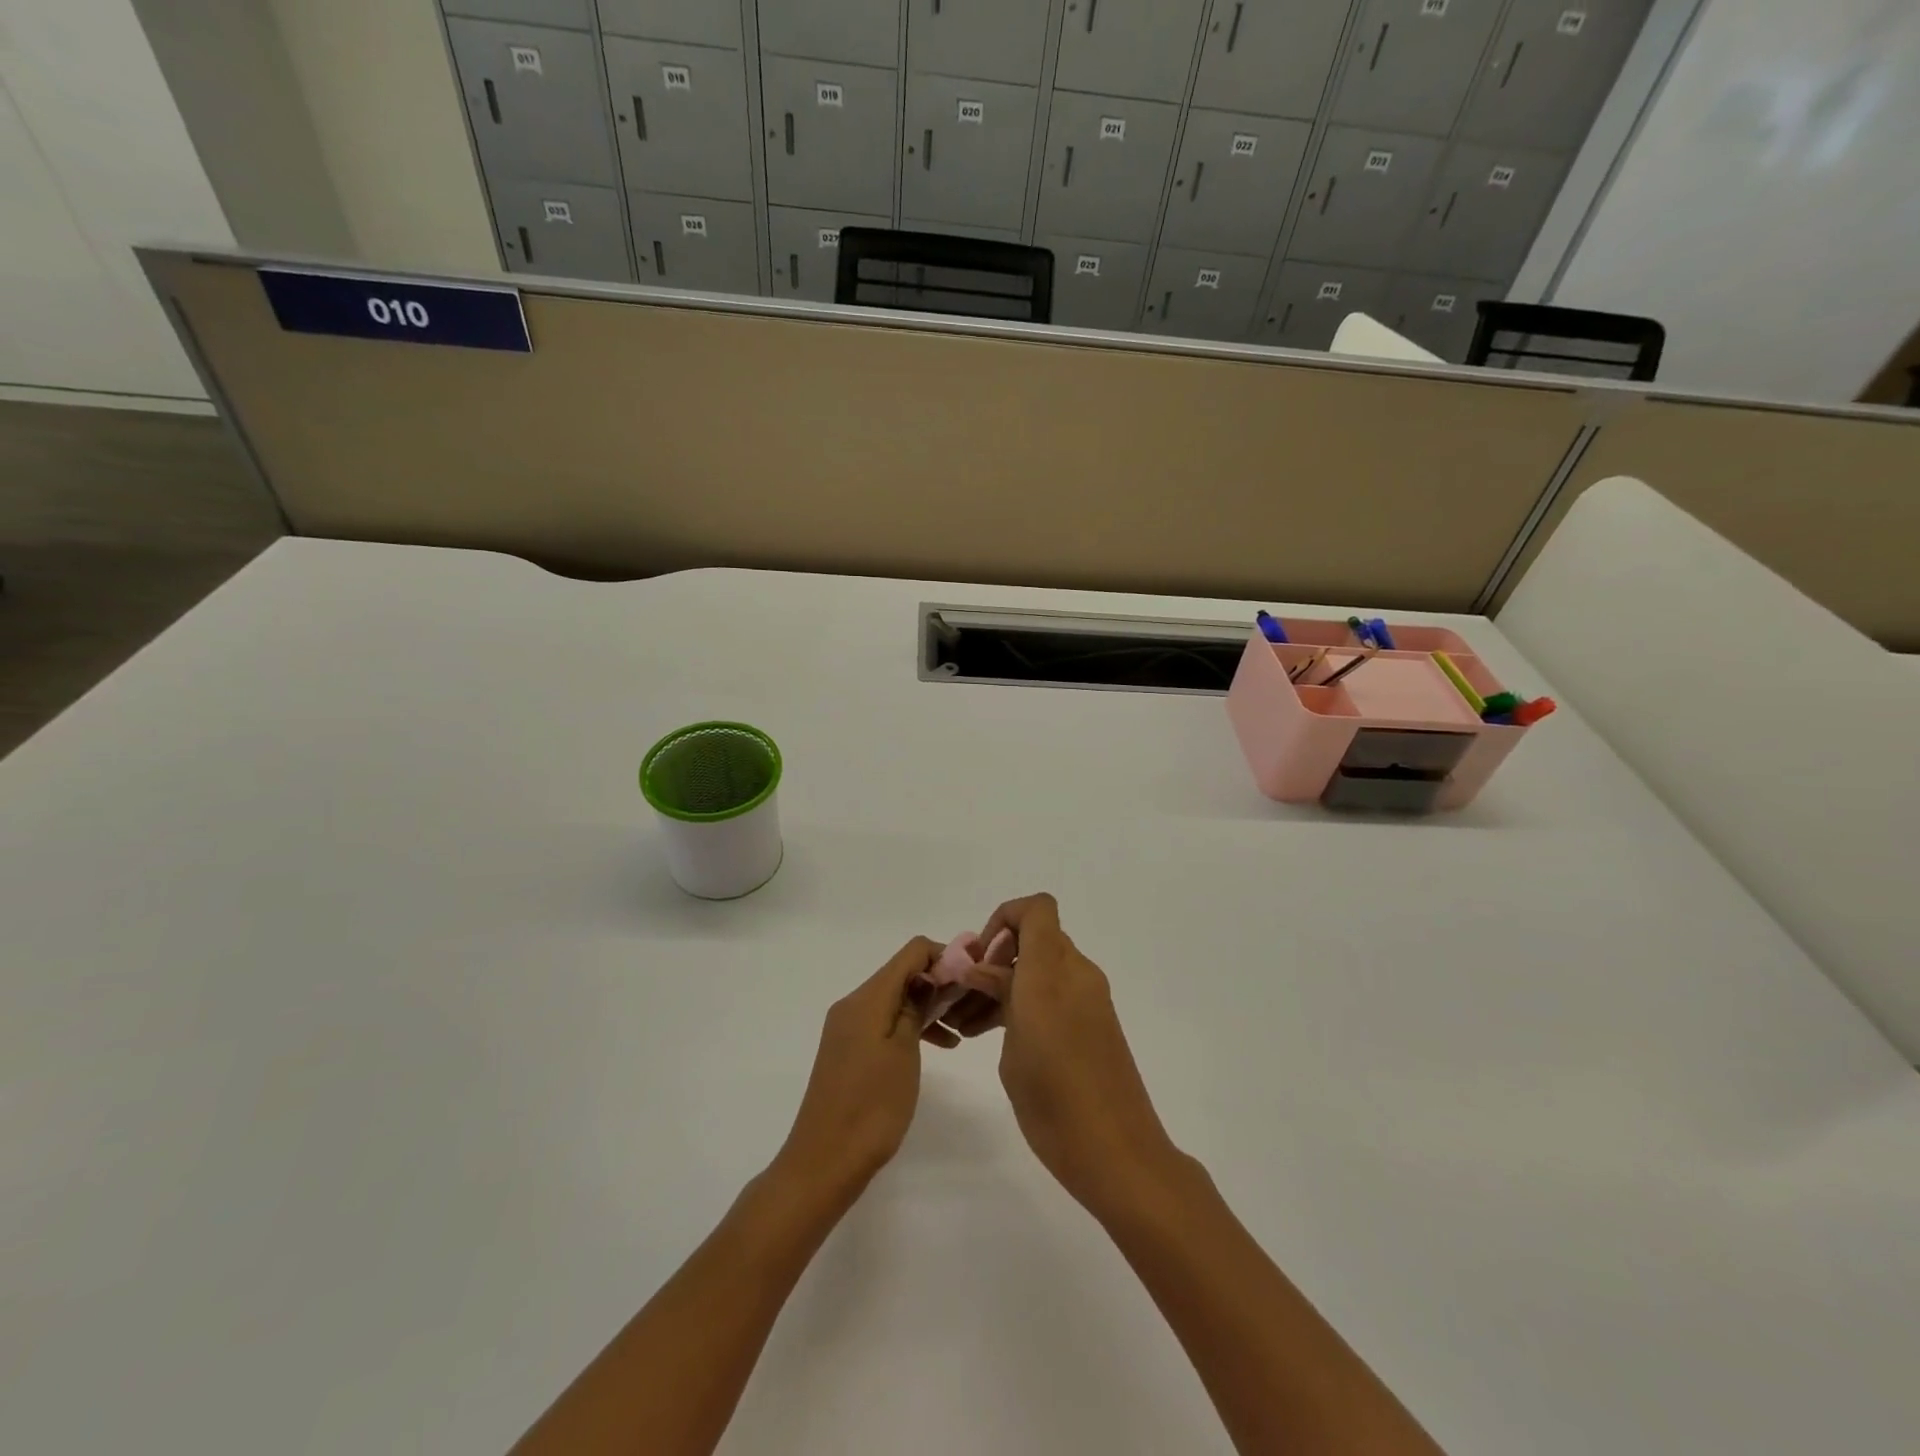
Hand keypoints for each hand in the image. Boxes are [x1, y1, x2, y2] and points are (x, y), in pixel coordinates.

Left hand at [773, 937, 947, 1201]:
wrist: (824, 1162)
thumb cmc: (871, 1106)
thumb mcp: (903, 1052)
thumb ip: (915, 1007)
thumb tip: (928, 976)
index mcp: (866, 998)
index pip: (911, 952)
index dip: (944, 956)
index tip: (971, 977)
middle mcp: (853, 1004)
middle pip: (902, 974)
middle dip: (938, 982)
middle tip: (971, 1005)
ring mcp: (848, 1028)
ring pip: (895, 999)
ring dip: (927, 1007)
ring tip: (960, 1028)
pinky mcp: (849, 1050)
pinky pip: (884, 1022)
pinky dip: (910, 1026)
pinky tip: (938, 1046)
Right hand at [949, 894, 1181, 1219]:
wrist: (1119, 1153)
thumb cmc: (1056, 1101)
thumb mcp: (1014, 1047)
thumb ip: (999, 997)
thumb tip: (980, 969)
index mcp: (1053, 973)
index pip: (1036, 909)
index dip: (1004, 919)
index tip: (980, 958)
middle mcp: (1076, 974)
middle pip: (1035, 938)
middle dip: (997, 957)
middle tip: (966, 995)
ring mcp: (1089, 998)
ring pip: (1042, 968)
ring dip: (1007, 983)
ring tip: (968, 1024)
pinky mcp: (1094, 1023)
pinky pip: (1055, 992)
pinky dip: (1027, 1001)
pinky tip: (993, 1036)